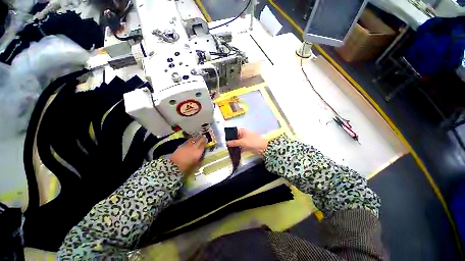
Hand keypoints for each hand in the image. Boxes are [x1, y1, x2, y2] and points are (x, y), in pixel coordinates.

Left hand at [170, 136, 206, 173]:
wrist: (174, 166)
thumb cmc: (186, 167)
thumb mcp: (196, 165)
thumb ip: (199, 160)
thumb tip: (201, 156)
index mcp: (198, 152)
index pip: (203, 145)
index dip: (205, 142)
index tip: (207, 139)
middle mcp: (194, 147)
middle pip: (199, 140)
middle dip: (202, 138)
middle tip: (204, 136)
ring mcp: (188, 145)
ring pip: (193, 139)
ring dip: (196, 137)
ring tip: (199, 135)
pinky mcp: (182, 145)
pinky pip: (188, 140)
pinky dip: (191, 139)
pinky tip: (191, 138)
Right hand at [226, 129, 268, 155]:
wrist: (263, 148)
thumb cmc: (252, 142)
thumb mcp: (242, 142)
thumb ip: (234, 143)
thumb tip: (226, 143)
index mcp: (244, 131)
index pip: (235, 131)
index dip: (230, 134)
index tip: (225, 138)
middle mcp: (244, 135)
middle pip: (237, 137)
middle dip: (232, 140)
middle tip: (225, 144)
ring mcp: (246, 141)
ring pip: (239, 142)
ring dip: (235, 145)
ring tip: (228, 149)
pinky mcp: (248, 146)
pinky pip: (241, 147)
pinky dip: (239, 149)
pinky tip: (234, 152)